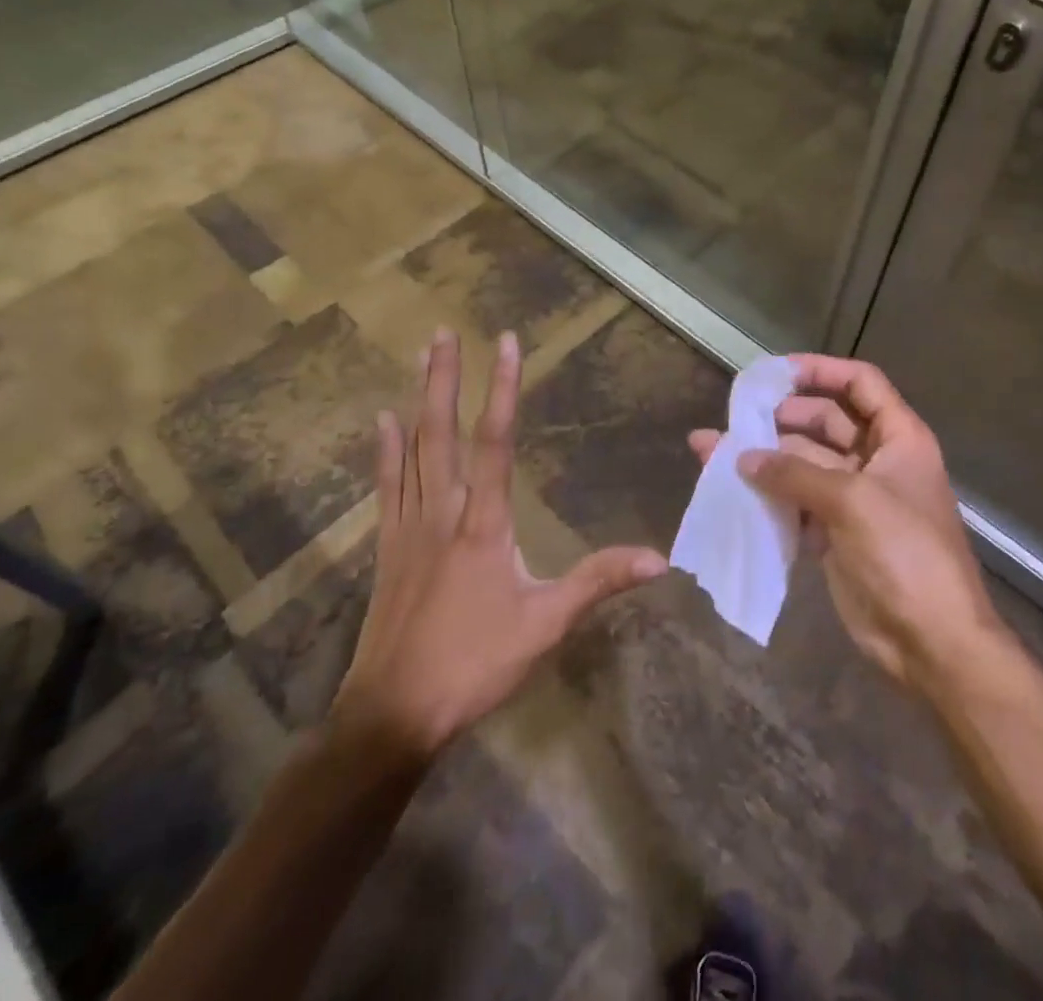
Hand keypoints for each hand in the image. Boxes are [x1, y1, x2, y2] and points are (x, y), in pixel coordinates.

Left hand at [333, 328, 667, 760]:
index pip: (495, 442)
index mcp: (482, 523)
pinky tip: (382, 422)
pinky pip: (388, 485)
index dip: (502, 389)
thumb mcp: (546, 626)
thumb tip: (659, 559)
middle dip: (445, 377)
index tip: (505, 343)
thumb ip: (598, 583)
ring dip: (417, 399)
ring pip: (413, 448)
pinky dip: (386, 450)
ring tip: (421, 356)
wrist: (393, 712)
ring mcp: (409, 527)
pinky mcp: (389, 547)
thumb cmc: (474, 664)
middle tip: (445, 330)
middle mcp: (442, 511)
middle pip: (442, 431)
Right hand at [688, 355, 1002, 688]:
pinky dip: (768, 496)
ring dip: (765, 459)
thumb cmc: (905, 554)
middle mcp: (876, 460)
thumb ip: (795, 473)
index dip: (821, 370)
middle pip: (825, 421)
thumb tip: (742, 458)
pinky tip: (731, 493)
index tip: (775, 372)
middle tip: (736, 419)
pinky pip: (796, 502)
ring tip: (714, 452)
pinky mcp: (835, 533)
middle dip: (780, 418)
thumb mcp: (853, 502)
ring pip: (803, 464)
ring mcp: (854, 499)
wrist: (932, 641)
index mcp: (898, 438)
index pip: (860, 383)